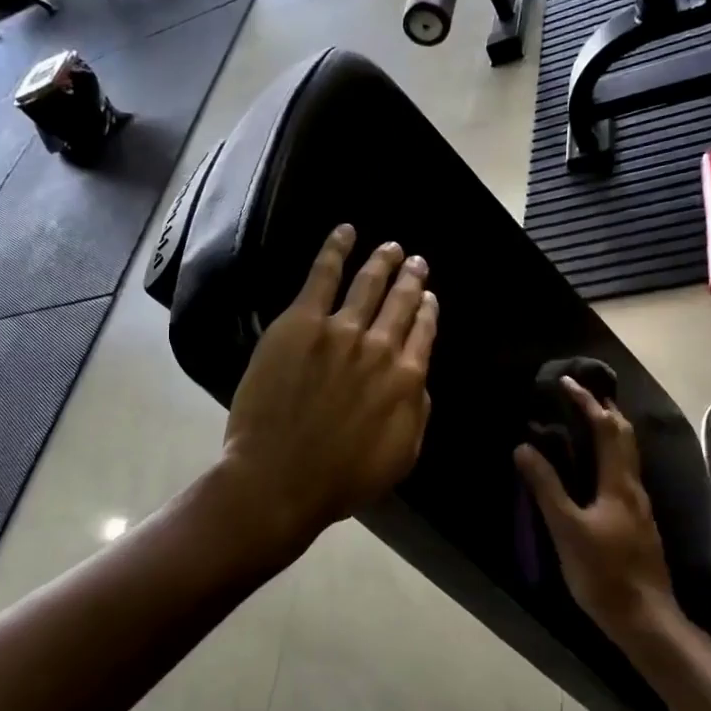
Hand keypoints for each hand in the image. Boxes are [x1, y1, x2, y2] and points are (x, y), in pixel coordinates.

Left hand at [220, 225, 437, 557]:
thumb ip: (418, 412)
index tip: (429, 298)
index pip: (424, 332)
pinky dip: (336, 249)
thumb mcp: (401, 456)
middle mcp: (381, 347)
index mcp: (408, 379)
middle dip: (412, 279)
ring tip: (392, 247)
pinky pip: (322, 275)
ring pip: (369, 284)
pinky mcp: (300, 323)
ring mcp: (340, 330)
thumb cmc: (342, 478)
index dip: (428, 312)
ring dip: (383, 261)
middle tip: (417, 262)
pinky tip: (346, 231)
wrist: (281, 478)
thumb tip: (420, 379)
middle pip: (402, 302)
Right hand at [514, 377, 679, 644]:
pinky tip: (595, 467)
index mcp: (619, 482)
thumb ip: (546, 487)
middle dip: (604, 408)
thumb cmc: (603, 573)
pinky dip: (609, 453)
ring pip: (627, 454)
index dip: (586, 402)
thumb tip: (524, 447)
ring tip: (585, 420)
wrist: (645, 618)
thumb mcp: (567, 529)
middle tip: (579, 393)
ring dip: (609, 429)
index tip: (565, 382)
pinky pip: (623, 471)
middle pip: (624, 435)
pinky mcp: (637, 521)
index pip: (606, 428)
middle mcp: (634, 486)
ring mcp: (639, 505)